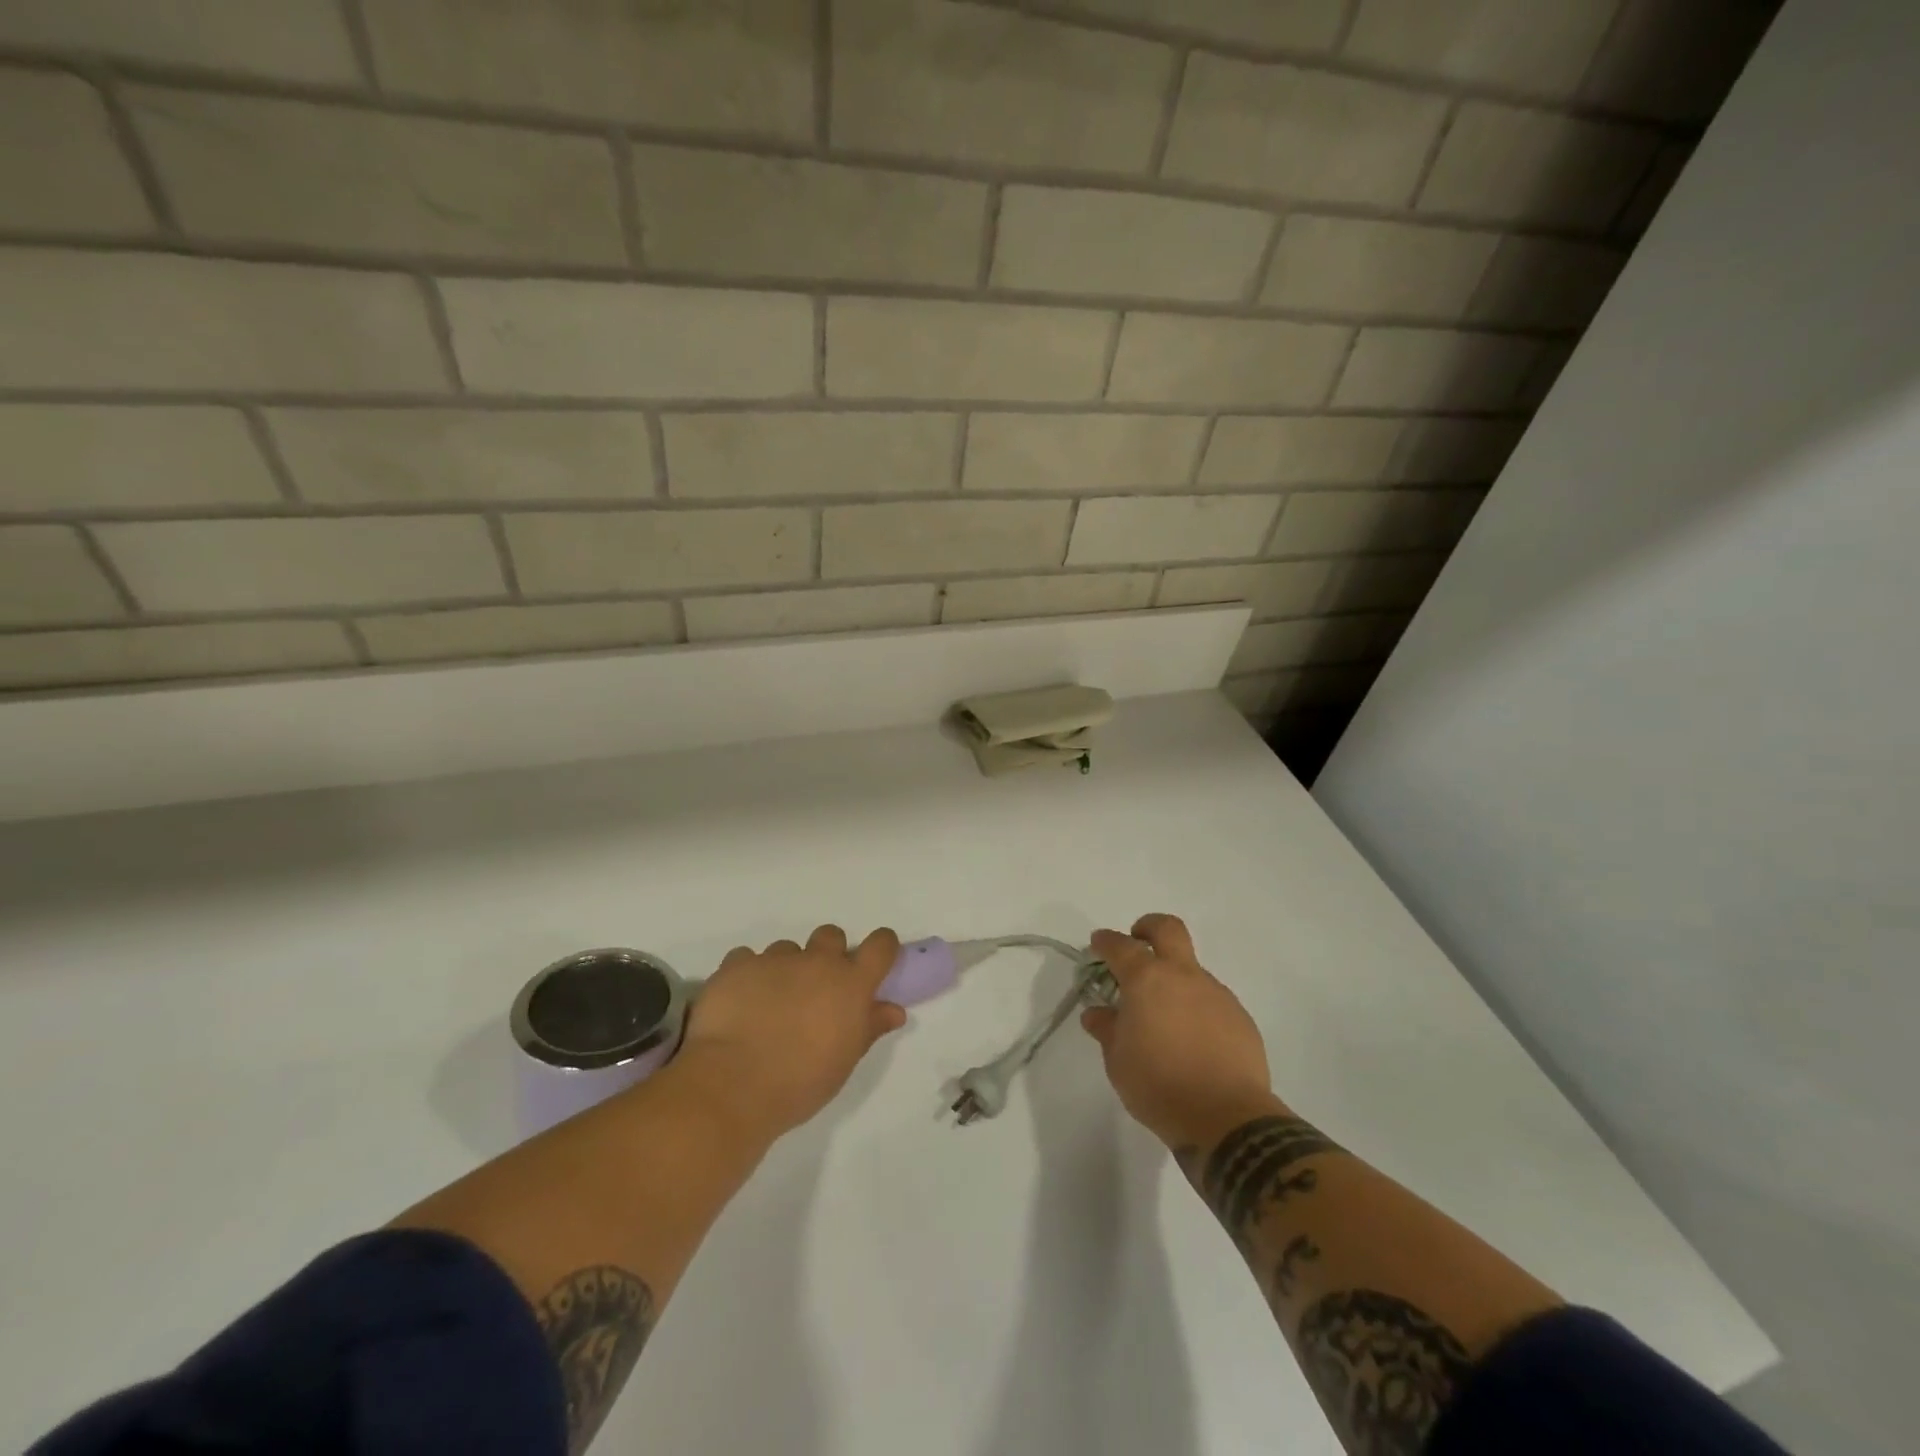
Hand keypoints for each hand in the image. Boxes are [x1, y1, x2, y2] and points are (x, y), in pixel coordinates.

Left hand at [679, 925, 905, 1136]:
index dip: (881, 947)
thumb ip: (869, 1028)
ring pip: (786, 949)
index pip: (880, 946)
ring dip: (785, 968)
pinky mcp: (737, 965)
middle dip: (827, 954)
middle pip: (831, 936)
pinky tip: (740, 1002)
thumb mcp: (844, 1062)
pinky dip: (748, 975)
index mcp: (850, 984)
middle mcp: (816, 962)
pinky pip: (747, 958)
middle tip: (815, 988)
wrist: (733, 1084)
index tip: (875, 961)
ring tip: (770, 1003)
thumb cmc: (800, 1082)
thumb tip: (894, 1010)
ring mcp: (775, 959)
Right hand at [1081, 914, 1276, 1149]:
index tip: (1098, 944)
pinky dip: (1197, 1008)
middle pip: (1168, 929)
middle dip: (1148, 927)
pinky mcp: (1240, 1017)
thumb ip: (1107, 1029)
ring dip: (1175, 979)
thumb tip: (1097, 1013)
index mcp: (1147, 980)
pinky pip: (1212, 1001)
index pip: (1121, 946)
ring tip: (1165, 1017)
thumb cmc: (1159, 1085)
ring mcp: (1216, 994)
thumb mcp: (1118, 1061)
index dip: (1106, 941)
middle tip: (1138, 942)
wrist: (1226, 1118)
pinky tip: (1193, 1040)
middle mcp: (1183, 976)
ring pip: (1192, 969)